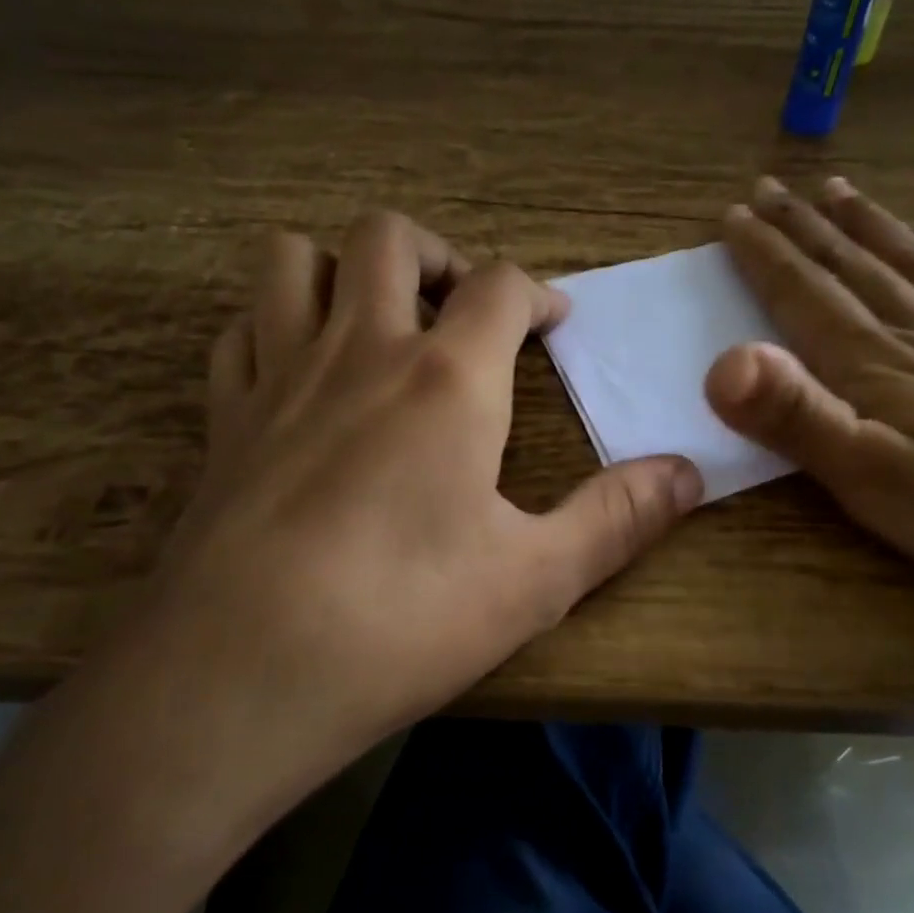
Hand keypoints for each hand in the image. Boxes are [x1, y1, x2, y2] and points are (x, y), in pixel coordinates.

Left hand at [46, 212, 701, 884]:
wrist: (234, 677)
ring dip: (341, 270)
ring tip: (375, 321)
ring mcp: (279, 376)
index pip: (499, 284)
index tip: (552, 322)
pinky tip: (299, 374)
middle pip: (387, 236)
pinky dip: (274, 328)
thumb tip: (690, 474)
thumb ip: (618, 518)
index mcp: (445, 379)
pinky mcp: (223, 417)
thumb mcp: (534, 580)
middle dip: (436, 253)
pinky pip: (241, 331)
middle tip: (461, 308)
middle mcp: (359, 351)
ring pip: (295, 260)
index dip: (536, 292)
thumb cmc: (400, 622)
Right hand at [706, 176, 913, 659]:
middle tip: (771, 188)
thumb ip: (801, 421)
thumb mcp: (886, 489)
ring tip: (840, 194)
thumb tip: (722, 361)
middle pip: (858, 268)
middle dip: (805, 228)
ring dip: (874, 227)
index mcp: (887, 367)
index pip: (807, 296)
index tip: (733, 215)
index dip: (765, 255)